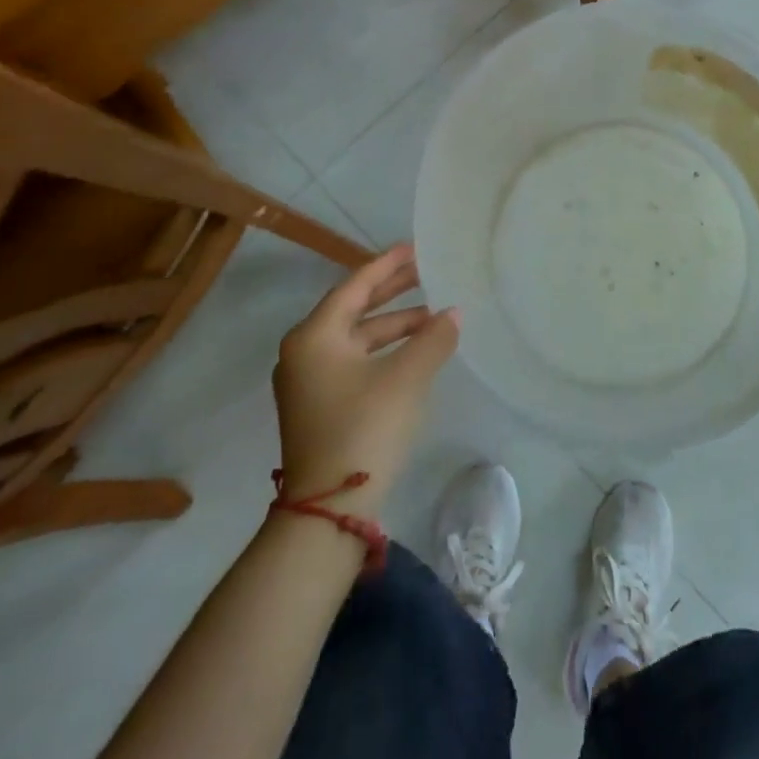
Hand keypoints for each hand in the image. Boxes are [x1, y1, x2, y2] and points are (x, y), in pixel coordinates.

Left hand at [272, 243, 458, 515]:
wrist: (329, 510)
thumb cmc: (364, 428)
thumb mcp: (406, 378)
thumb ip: (433, 338)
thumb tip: (453, 314)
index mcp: (314, 336)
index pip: (355, 286)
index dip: (387, 265)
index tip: (414, 248)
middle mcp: (305, 352)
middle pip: (355, 309)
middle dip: (393, 291)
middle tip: (427, 271)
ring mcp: (310, 382)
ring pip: (358, 339)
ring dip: (395, 326)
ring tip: (435, 316)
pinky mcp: (321, 406)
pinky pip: (357, 362)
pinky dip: (386, 351)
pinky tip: (416, 352)